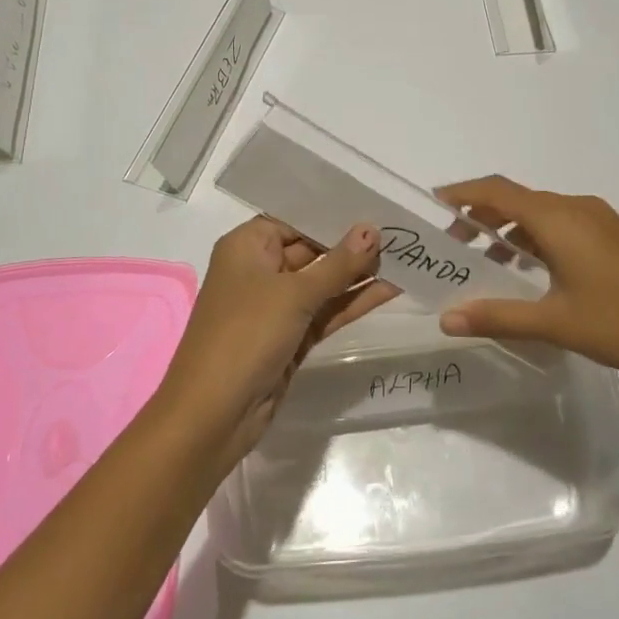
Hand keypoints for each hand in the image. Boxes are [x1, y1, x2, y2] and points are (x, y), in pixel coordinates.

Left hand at [158, 218, 396, 467]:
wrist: (214, 414)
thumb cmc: (245, 335)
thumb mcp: (294, 294)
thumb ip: (337, 264)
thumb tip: (371, 230)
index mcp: (247, 247)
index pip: (294, 219)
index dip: (332, 213)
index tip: (374, 204)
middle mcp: (259, 270)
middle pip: (311, 249)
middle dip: (351, 244)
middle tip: (400, 231)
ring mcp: (276, 306)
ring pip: (322, 283)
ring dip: (358, 274)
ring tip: (404, 257)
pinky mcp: (291, 337)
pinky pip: (326, 311)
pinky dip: (353, 302)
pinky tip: (390, 289)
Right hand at [436, 175, 618, 384]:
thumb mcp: (554, 322)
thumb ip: (497, 316)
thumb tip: (447, 318)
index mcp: (557, 218)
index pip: (496, 191)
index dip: (462, 192)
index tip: (434, 203)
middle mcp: (576, 208)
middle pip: (516, 200)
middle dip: (481, 217)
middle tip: (455, 247)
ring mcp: (599, 220)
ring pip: (541, 214)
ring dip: (510, 230)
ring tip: (488, 264)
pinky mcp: (614, 237)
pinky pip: (562, 225)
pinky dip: (536, 239)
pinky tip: (533, 274)